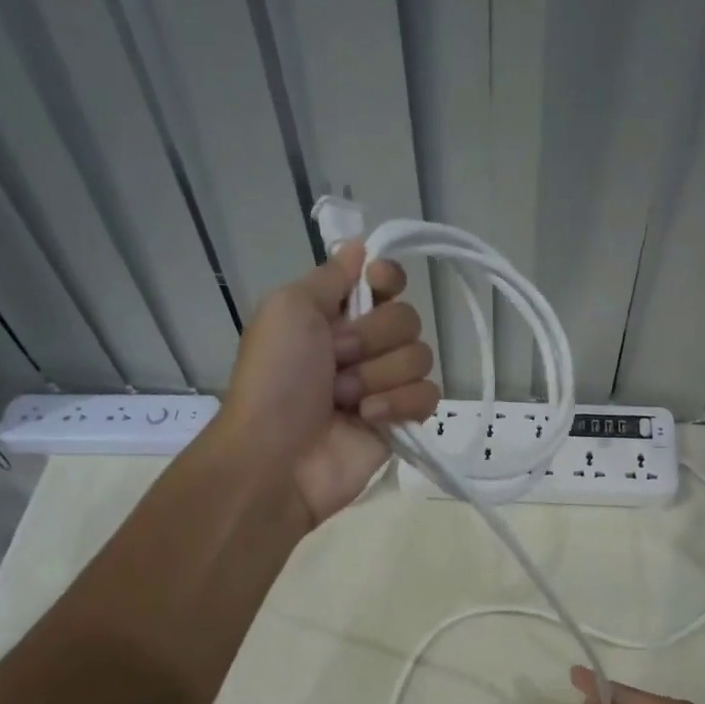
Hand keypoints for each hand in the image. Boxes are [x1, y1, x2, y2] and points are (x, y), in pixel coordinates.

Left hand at [222, 243, 438, 526]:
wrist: (277, 457)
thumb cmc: (276, 379)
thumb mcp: (288, 309)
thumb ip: (329, 276)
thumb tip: (359, 246)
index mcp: (333, 314)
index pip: (384, 281)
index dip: (387, 279)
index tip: (377, 284)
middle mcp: (362, 345)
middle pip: (407, 318)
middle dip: (372, 339)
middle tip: (337, 360)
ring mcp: (383, 384)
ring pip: (420, 357)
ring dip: (379, 376)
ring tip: (344, 400)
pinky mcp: (401, 421)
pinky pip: (428, 395)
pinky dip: (398, 404)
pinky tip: (368, 419)